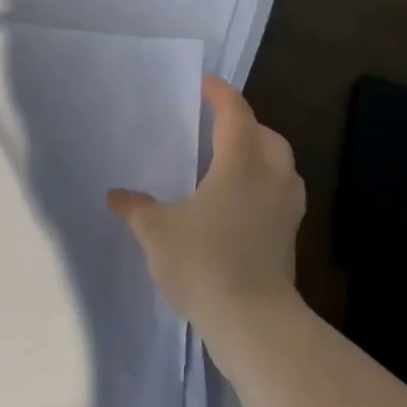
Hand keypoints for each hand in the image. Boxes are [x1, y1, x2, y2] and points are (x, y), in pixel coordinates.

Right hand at [109, 75, 304, 335]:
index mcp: (240, 163)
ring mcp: (286, 208)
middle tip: (214, 125)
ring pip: (280, 164)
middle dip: (243, 123)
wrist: (253, 323)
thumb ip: (137, 208)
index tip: (202, 83)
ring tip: (228, 161)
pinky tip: (239, 201)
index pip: (235, 112)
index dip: (220, 93)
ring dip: (259, 153)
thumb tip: (117, 196)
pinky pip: (281, 192)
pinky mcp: (290, 235)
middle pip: (266, 135)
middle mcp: (271, 177)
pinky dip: (264, 183)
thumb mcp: (157, 232)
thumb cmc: (204, 263)